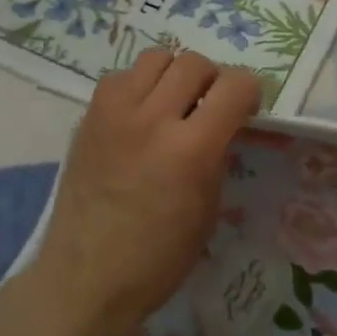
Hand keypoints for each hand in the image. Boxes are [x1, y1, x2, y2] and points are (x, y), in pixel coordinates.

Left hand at [28, 49, 258, 335]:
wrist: (86, 277)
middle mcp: (153, 119)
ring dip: (174, 75)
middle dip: (213, 79)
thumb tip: (223, 127)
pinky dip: (139, 86)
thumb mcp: (208, 210)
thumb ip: (218, 157)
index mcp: (191, 150)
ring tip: (173, 104)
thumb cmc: (158, 258)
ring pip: (156, 57)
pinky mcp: (88, 117)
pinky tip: (140, 115)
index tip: (248, 107)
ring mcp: (115, 114)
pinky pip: (121, 77)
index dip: (250, 91)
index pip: (235, 86)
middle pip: (195, 63)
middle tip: (211, 106)